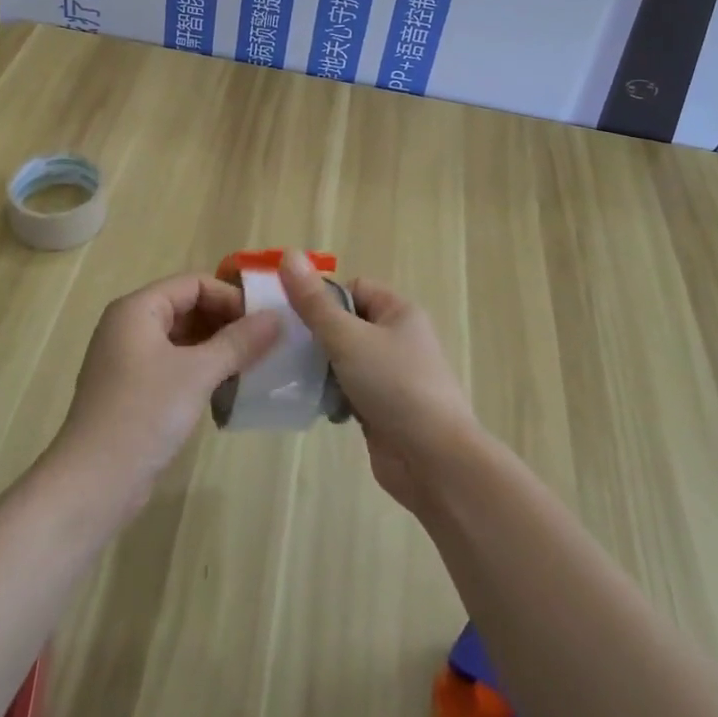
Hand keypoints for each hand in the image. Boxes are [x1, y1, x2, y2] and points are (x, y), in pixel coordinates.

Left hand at [51, 275, 280, 511]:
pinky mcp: (132, 391)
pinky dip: (201, 370)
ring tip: (251, 366)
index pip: (194, 284)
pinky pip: (174, 365)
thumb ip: (239, 341)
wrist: (92, 485)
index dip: (230, 297)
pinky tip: (226, 389)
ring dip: (217, 348)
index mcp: (138, 309)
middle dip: (226, 323)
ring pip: (183, 339)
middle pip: (188, 308)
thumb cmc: (144, 414)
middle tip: (263, 344)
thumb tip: (278, 317)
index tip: (263, 322)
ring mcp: (128, 360)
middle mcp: (129, 326)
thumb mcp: (198, 373)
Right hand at [276, 251, 479, 509]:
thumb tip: (288, 255)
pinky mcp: (383, 409)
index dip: (323, 297)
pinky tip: (315, 405)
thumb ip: (314, 303)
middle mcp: (397, 338)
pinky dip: (333, 396)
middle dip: (317, 335)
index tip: (292, 315)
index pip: (353, 288)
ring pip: (345, 359)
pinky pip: (349, 390)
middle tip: (283, 347)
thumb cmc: (395, 386)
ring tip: (292, 376)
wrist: (434, 461)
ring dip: (321, 368)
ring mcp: (391, 376)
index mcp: (398, 311)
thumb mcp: (348, 338)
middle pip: (346, 323)